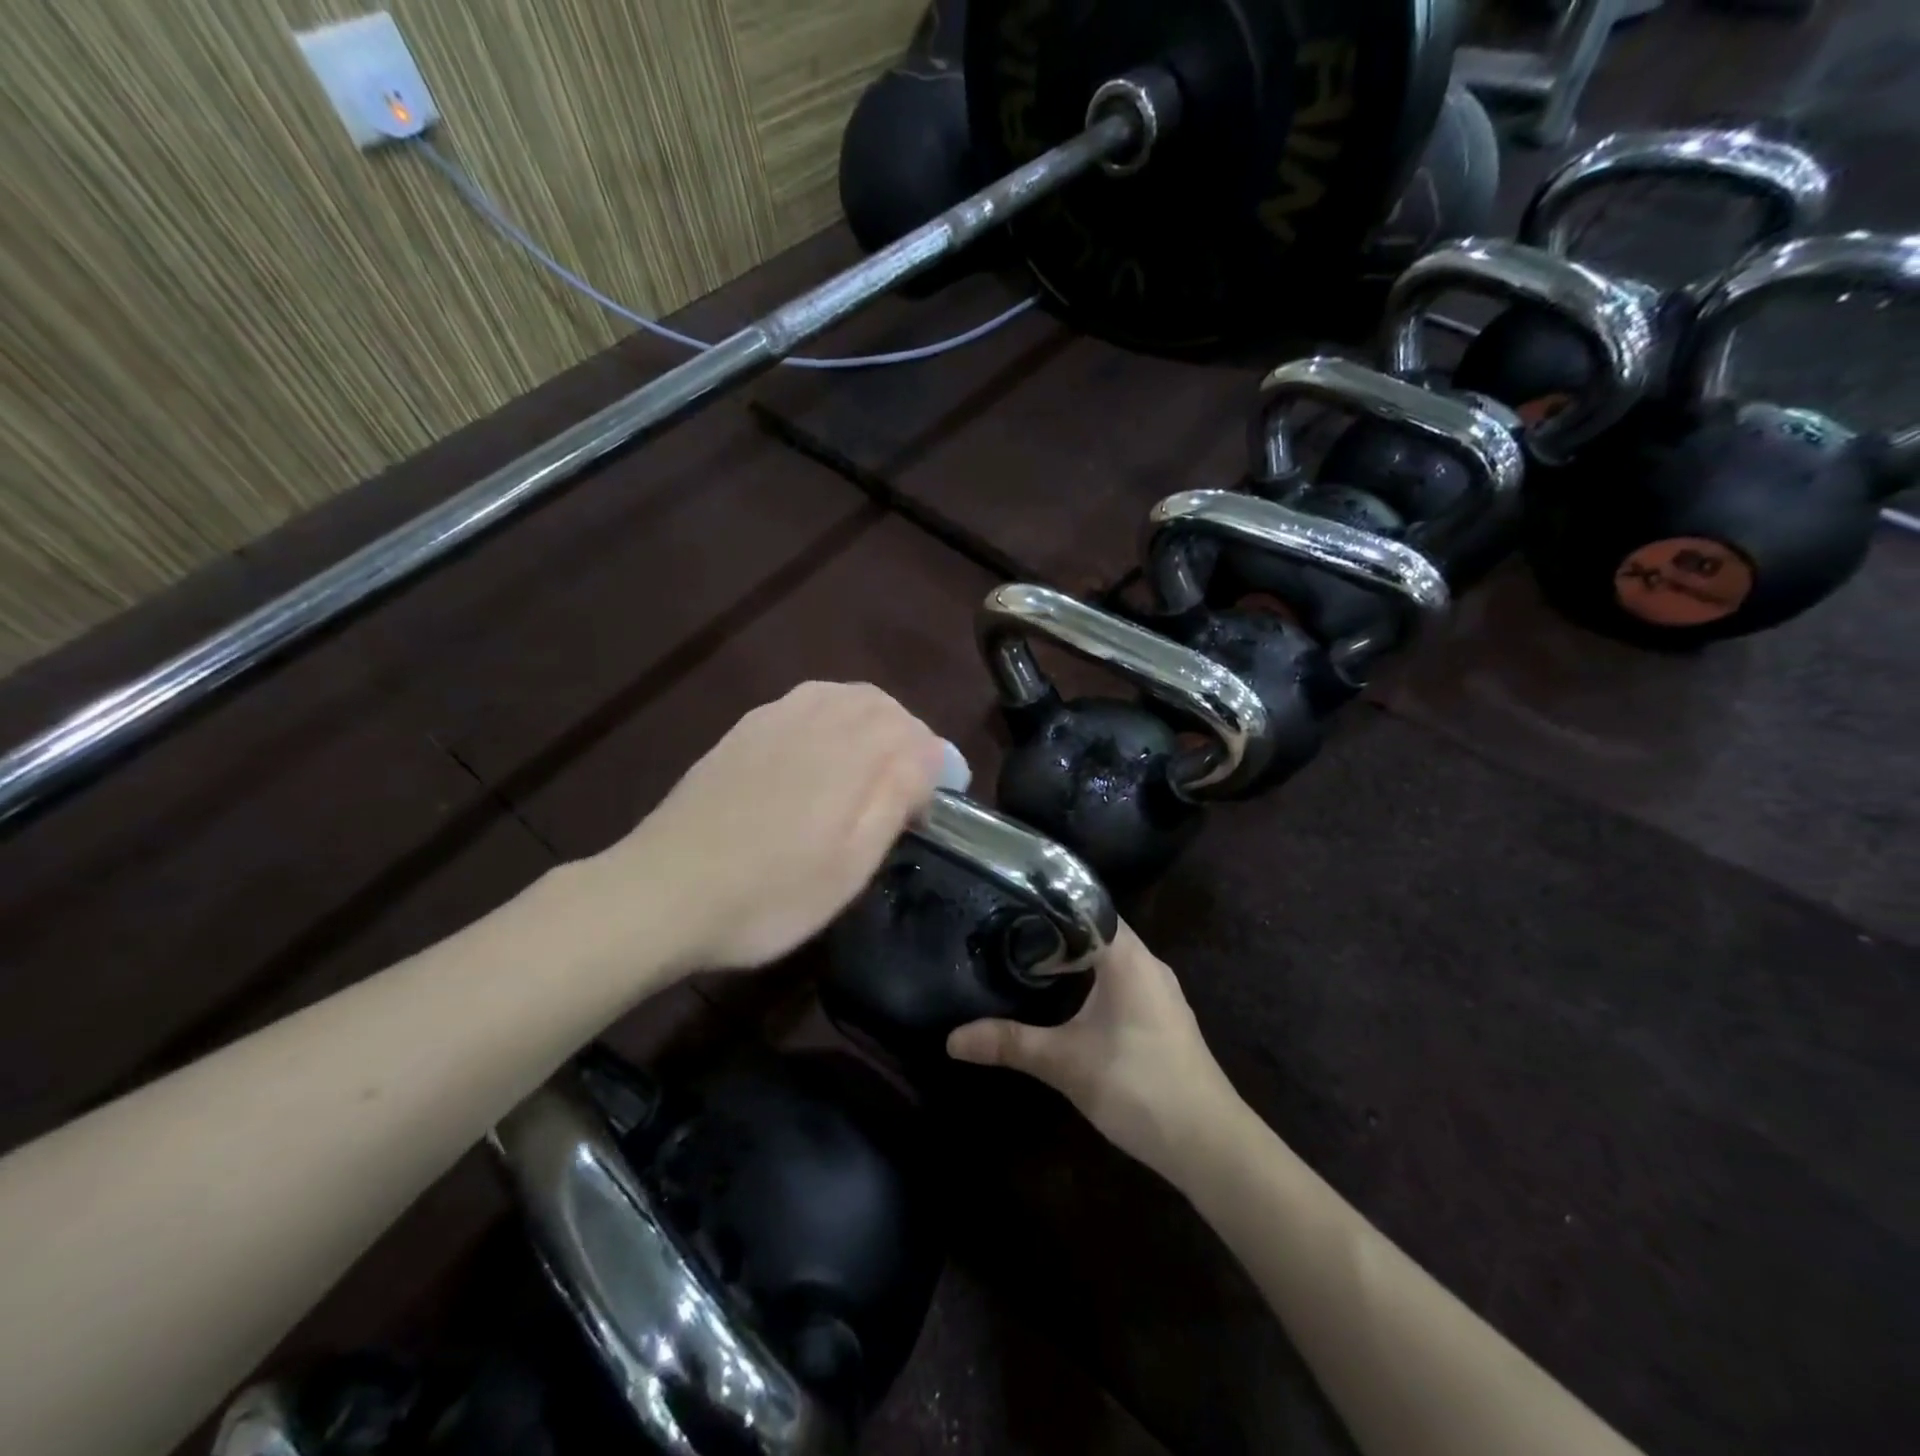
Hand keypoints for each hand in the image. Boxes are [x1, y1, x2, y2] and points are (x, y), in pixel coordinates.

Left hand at [600, 682, 946, 973]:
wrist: (663, 892)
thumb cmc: (770, 894)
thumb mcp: (850, 865)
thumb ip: (896, 797)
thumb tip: (931, 755)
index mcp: (851, 754)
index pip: (917, 738)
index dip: (937, 768)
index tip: (933, 810)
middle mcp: (816, 720)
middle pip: (882, 706)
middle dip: (908, 738)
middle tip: (909, 788)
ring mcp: (773, 720)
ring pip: (843, 696)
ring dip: (872, 722)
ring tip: (872, 766)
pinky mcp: (742, 731)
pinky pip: (804, 702)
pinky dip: (831, 717)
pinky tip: (820, 754)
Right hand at [947, 924, 1244, 1183]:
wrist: (1209, 1144)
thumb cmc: (1138, 1086)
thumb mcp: (1066, 1063)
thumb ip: (1010, 1044)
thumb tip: (952, 1039)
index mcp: (1127, 957)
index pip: (1087, 907)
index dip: (1049, 901)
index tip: (1009, 901)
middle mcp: (1148, 964)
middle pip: (1098, 930)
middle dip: (1055, 930)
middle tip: (1008, 930)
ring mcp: (1160, 992)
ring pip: (1111, 958)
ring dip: (1076, 957)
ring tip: (1029, 958)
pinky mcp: (1163, 1018)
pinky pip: (1122, 981)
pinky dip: (1093, 980)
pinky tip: (1067, 999)